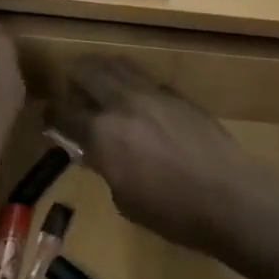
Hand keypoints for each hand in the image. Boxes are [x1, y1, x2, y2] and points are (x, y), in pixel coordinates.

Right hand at [49, 57, 278, 256]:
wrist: (231, 197)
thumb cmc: (173, 213)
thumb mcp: (125, 200)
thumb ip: (106, 168)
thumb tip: (96, 153)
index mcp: (103, 133)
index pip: (64, 113)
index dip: (51, 115)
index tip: (47, 117)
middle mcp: (123, 103)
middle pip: (88, 72)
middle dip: (74, 78)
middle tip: (72, 91)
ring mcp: (153, 93)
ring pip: (118, 66)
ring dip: (103, 71)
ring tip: (100, 85)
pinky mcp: (178, 94)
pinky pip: (145, 79)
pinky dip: (131, 83)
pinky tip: (137, 100)